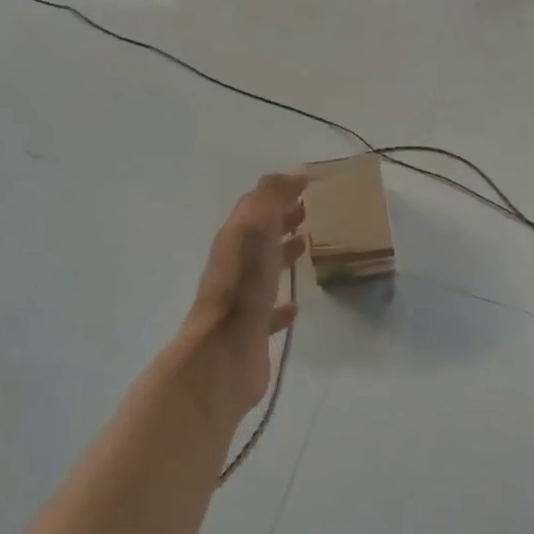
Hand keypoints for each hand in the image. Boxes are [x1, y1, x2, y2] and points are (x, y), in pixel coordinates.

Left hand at [184, 173, 306, 417]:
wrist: (221, 357)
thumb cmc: (241, 290)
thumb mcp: (253, 232)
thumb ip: (269, 200)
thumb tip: (289, 176)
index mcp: (234, 240)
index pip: (255, 206)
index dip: (278, 192)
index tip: (309, 184)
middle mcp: (235, 267)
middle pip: (259, 236)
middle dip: (281, 220)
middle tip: (311, 212)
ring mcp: (243, 300)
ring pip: (264, 270)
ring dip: (282, 254)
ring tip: (307, 246)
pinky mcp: (252, 331)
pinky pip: (270, 310)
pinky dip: (283, 302)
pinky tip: (296, 305)